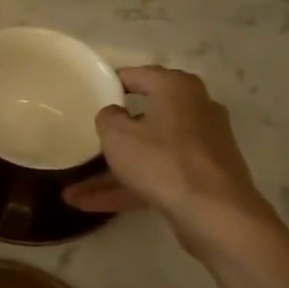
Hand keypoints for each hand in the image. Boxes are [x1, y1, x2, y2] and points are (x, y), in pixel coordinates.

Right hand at [62, 66, 270, 249]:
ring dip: (113, 172)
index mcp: (177, 88)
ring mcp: (202, 146)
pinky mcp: (203, 177)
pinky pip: (159, 175)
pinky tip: (92, 205)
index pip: (138, 76)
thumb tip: (114, 114)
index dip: (111, 83)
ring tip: (74, 191)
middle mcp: (195, 109)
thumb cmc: (161, 160)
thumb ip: (107, 118)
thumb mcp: (117, 135)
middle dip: (113, 136)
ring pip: (149, 153)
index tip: (91, 94)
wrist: (214, 212)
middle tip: (87, 139)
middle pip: (146, 117)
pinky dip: (130, 187)